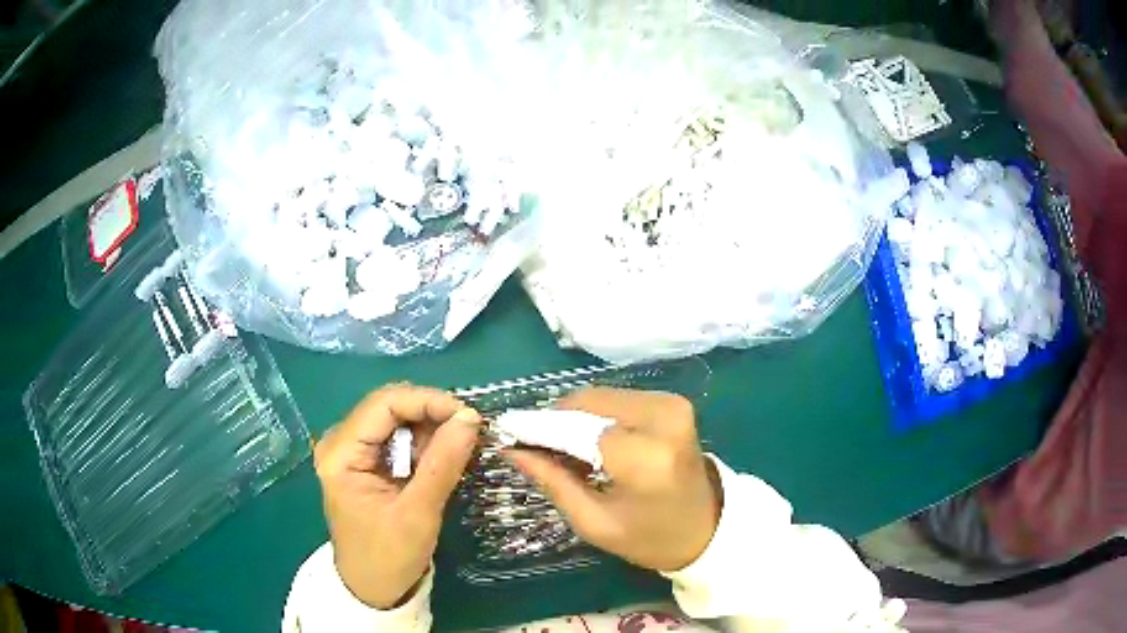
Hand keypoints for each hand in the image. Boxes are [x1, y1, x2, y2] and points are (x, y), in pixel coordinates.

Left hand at [314, 384, 480, 608]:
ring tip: (459, 447)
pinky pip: (396, 437)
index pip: (384, 404)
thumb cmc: (388, 557)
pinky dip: (422, 442)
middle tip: (469, 431)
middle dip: (431, 413)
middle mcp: (340, 443)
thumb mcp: (418, 514)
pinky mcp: (364, 462)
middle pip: (388, 406)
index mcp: (341, 453)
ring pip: (395, 418)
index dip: (427, 401)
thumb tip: (470, 418)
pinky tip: (441, 457)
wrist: (372, 588)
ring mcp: (351, 451)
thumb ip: (442, 464)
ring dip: (429, 427)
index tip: (468, 416)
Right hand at [508, 388, 720, 571]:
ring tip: (567, 451)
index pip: (577, 428)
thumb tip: (513, 450)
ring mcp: (672, 404)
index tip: (512, 439)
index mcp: (645, 457)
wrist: (708, 528)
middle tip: (538, 449)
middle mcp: (662, 418)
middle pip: (587, 404)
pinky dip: (598, 417)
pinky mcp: (673, 402)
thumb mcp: (594, 523)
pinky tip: (593, 443)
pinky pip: (618, 399)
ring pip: (600, 397)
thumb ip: (553, 482)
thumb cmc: (650, 537)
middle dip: (557, 422)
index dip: (541, 431)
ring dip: (576, 419)